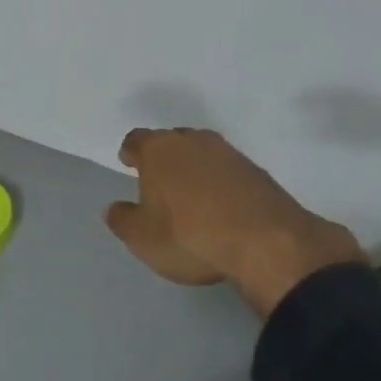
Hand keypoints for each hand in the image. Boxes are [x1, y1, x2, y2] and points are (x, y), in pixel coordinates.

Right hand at [104, 127, 366, 315]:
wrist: (265, 241)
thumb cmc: (189, 235)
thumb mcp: (143, 239)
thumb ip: (123, 220)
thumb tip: (114, 208)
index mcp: (159, 150)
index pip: (136, 140)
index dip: (130, 152)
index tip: (128, 163)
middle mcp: (193, 141)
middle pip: (171, 140)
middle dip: (164, 157)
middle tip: (159, 180)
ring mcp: (228, 153)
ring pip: (202, 152)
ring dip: (194, 167)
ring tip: (191, 193)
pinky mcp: (257, 170)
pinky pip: (228, 170)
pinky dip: (220, 181)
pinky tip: (221, 204)